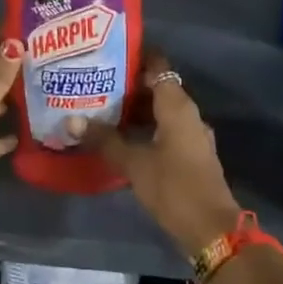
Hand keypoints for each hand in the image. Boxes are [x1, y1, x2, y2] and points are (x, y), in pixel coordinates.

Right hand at [79, 57, 240, 256]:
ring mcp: (191, 136)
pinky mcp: (190, 156)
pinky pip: (164, 131)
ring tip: (100, 109)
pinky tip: (119, 138)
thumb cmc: (173, 187)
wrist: (211, 228)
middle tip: (93, 83)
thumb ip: (104, 140)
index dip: (136, 56)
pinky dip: (144, 129)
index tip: (107, 54)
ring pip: (160, 112)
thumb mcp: (133, 163)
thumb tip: (72, 120)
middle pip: (158, 88)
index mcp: (177, 106)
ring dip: (134, 110)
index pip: (158, 66)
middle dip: (127, 86)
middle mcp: (188, 115)